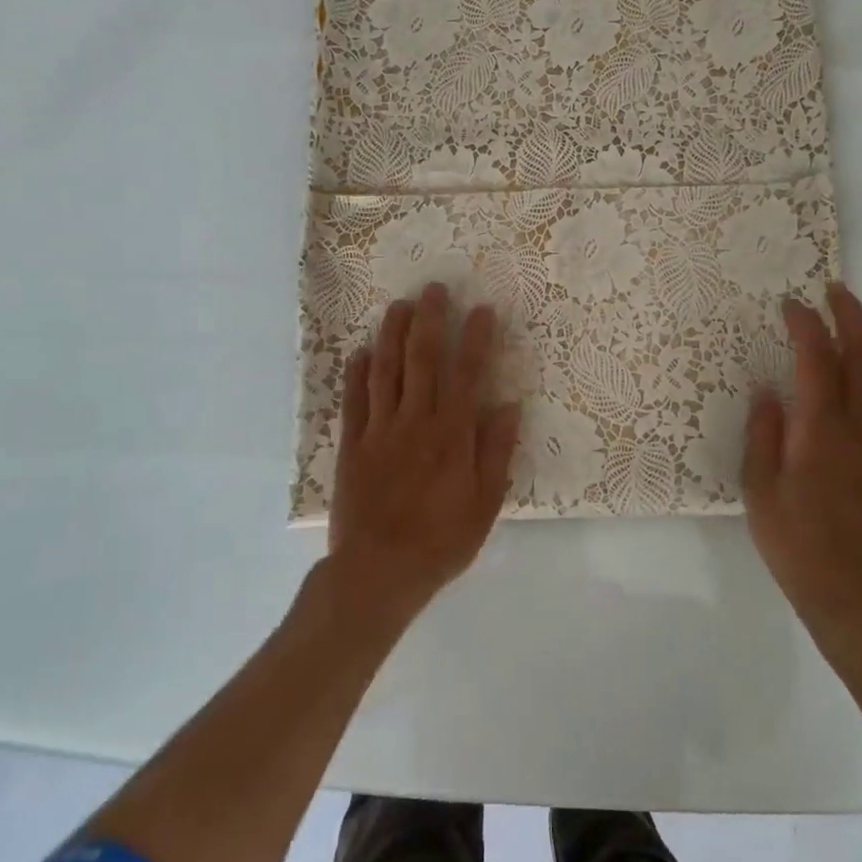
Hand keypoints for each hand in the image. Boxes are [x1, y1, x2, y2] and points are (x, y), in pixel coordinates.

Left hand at [327, 283, 520, 622]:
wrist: (378, 572)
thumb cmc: (440, 541)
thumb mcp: (485, 504)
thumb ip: (496, 452)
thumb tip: (509, 405)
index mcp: (451, 435)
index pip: (467, 374)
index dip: (475, 339)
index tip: (482, 310)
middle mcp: (415, 422)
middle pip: (422, 360)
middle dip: (429, 321)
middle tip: (434, 289)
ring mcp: (379, 430)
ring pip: (385, 370)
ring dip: (392, 334)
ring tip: (398, 305)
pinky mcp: (352, 444)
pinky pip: (354, 400)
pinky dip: (357, 372)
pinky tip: (362, 351)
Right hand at [742, 283, 861, 646]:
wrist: (857, 596)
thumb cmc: (798, 544)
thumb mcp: (760, 491)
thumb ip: (764, 435)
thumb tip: (768, 390)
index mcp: (822, 432)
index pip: (817, 361)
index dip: (806, 326)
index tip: (791, 305)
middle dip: (850, 317)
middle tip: (835, 292)